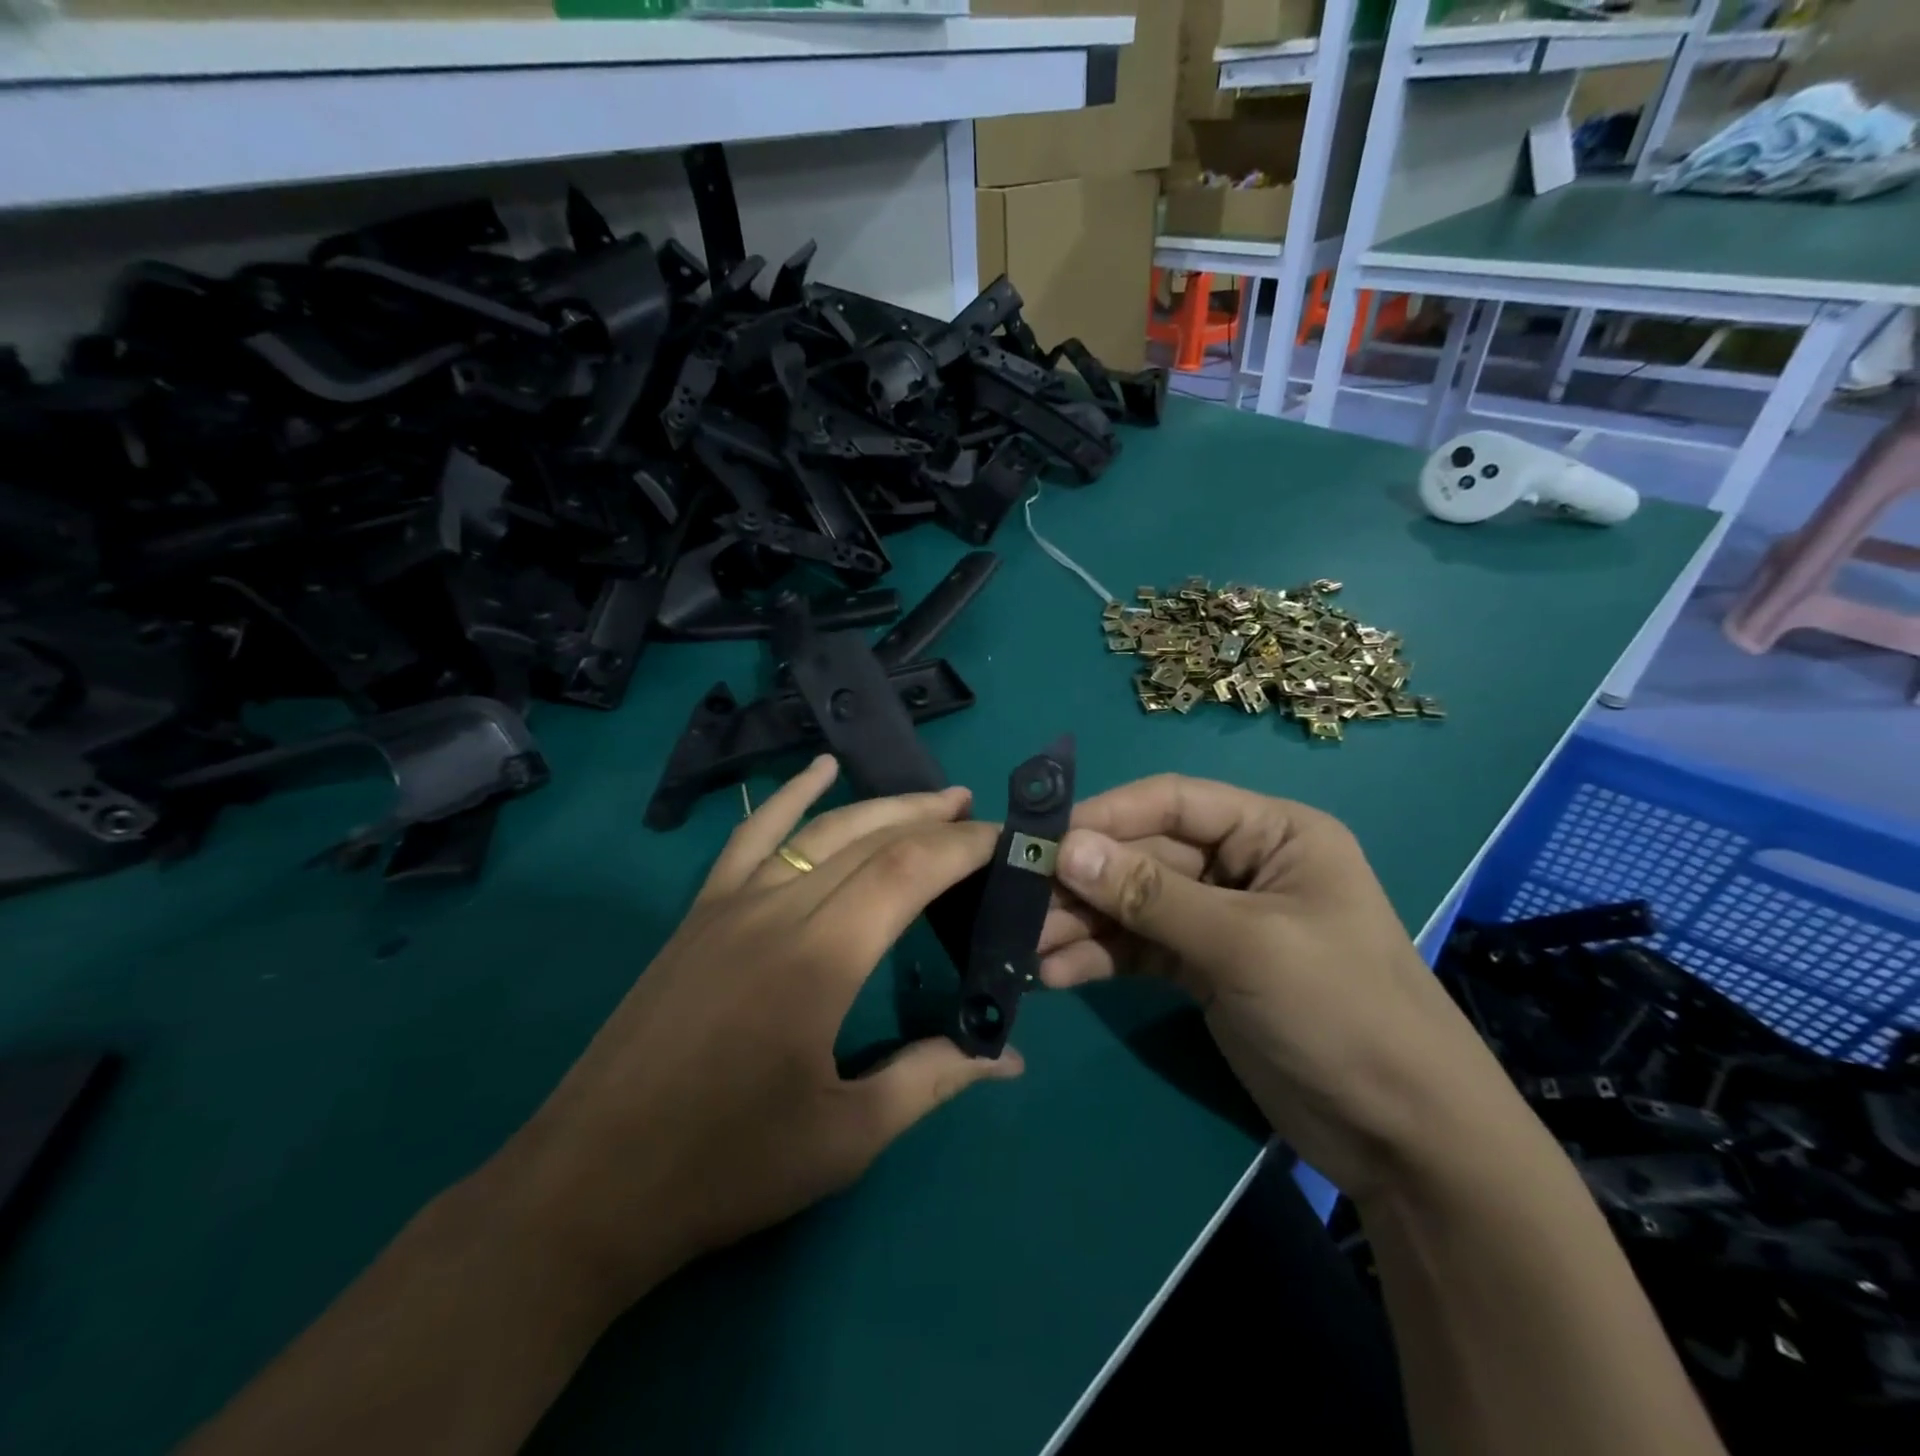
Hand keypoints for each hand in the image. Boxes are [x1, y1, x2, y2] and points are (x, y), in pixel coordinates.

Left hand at [500, 757, 1022, 1300]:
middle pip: (871, 839)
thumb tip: (1009, 1058)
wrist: (590, 1184)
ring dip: (881, 805)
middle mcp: (778, 909)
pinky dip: (790, 796)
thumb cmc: (727, 1167)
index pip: (909, 871)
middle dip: (933, 820)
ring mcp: (731, 904)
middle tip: (981, 815)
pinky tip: (817, 769)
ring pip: (820, 829)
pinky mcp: (699, 913)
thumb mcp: (848, 1137)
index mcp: (821, 958)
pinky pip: (751, 836)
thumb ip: (934, 1080)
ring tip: (933, 798)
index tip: (1007, 841)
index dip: (964, 848)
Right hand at [1037, 775, 1523, 1199]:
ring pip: (1135, 904)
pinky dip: (1101, 958)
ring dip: (1083, 923)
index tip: (1045, 839)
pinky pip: (1140, 949)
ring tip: (1028, 949)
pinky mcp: (1203, 969)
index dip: (1107, 815)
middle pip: (1145, 855)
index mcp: (1272, 833)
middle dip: (1086, 881)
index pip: (1173, 802)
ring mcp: (1220, 919)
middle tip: (1021, 903)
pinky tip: (1057, 975)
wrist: (1406, 1140)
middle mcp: (1242, 865)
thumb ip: (1151, 896)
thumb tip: (1065, 850)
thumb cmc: (1342, 1012)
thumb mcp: (1245, 946)